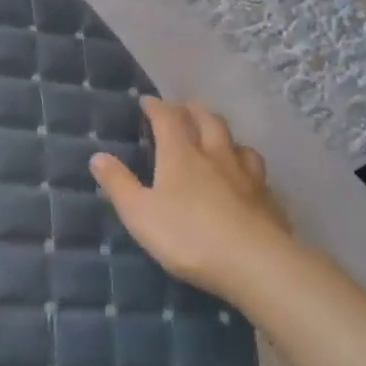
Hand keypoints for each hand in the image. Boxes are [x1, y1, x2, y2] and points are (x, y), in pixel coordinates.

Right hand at [90, 98, 323, 306]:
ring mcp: (247, 176)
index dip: (157, 107)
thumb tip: (97, 155)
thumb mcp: (140, 213)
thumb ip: (118, 184)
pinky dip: (247, 167)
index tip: (147, 101)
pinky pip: (257, 172)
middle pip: (208, 121)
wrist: (255, 263)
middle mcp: (215, 156)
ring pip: (237, 144)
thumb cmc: (188, 236)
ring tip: (217, 140)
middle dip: (193, 111)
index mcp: (181, 155)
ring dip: (224, 136)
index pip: (168, 118)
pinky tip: (246, 179)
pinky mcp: (269, 199)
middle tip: (183, 109)